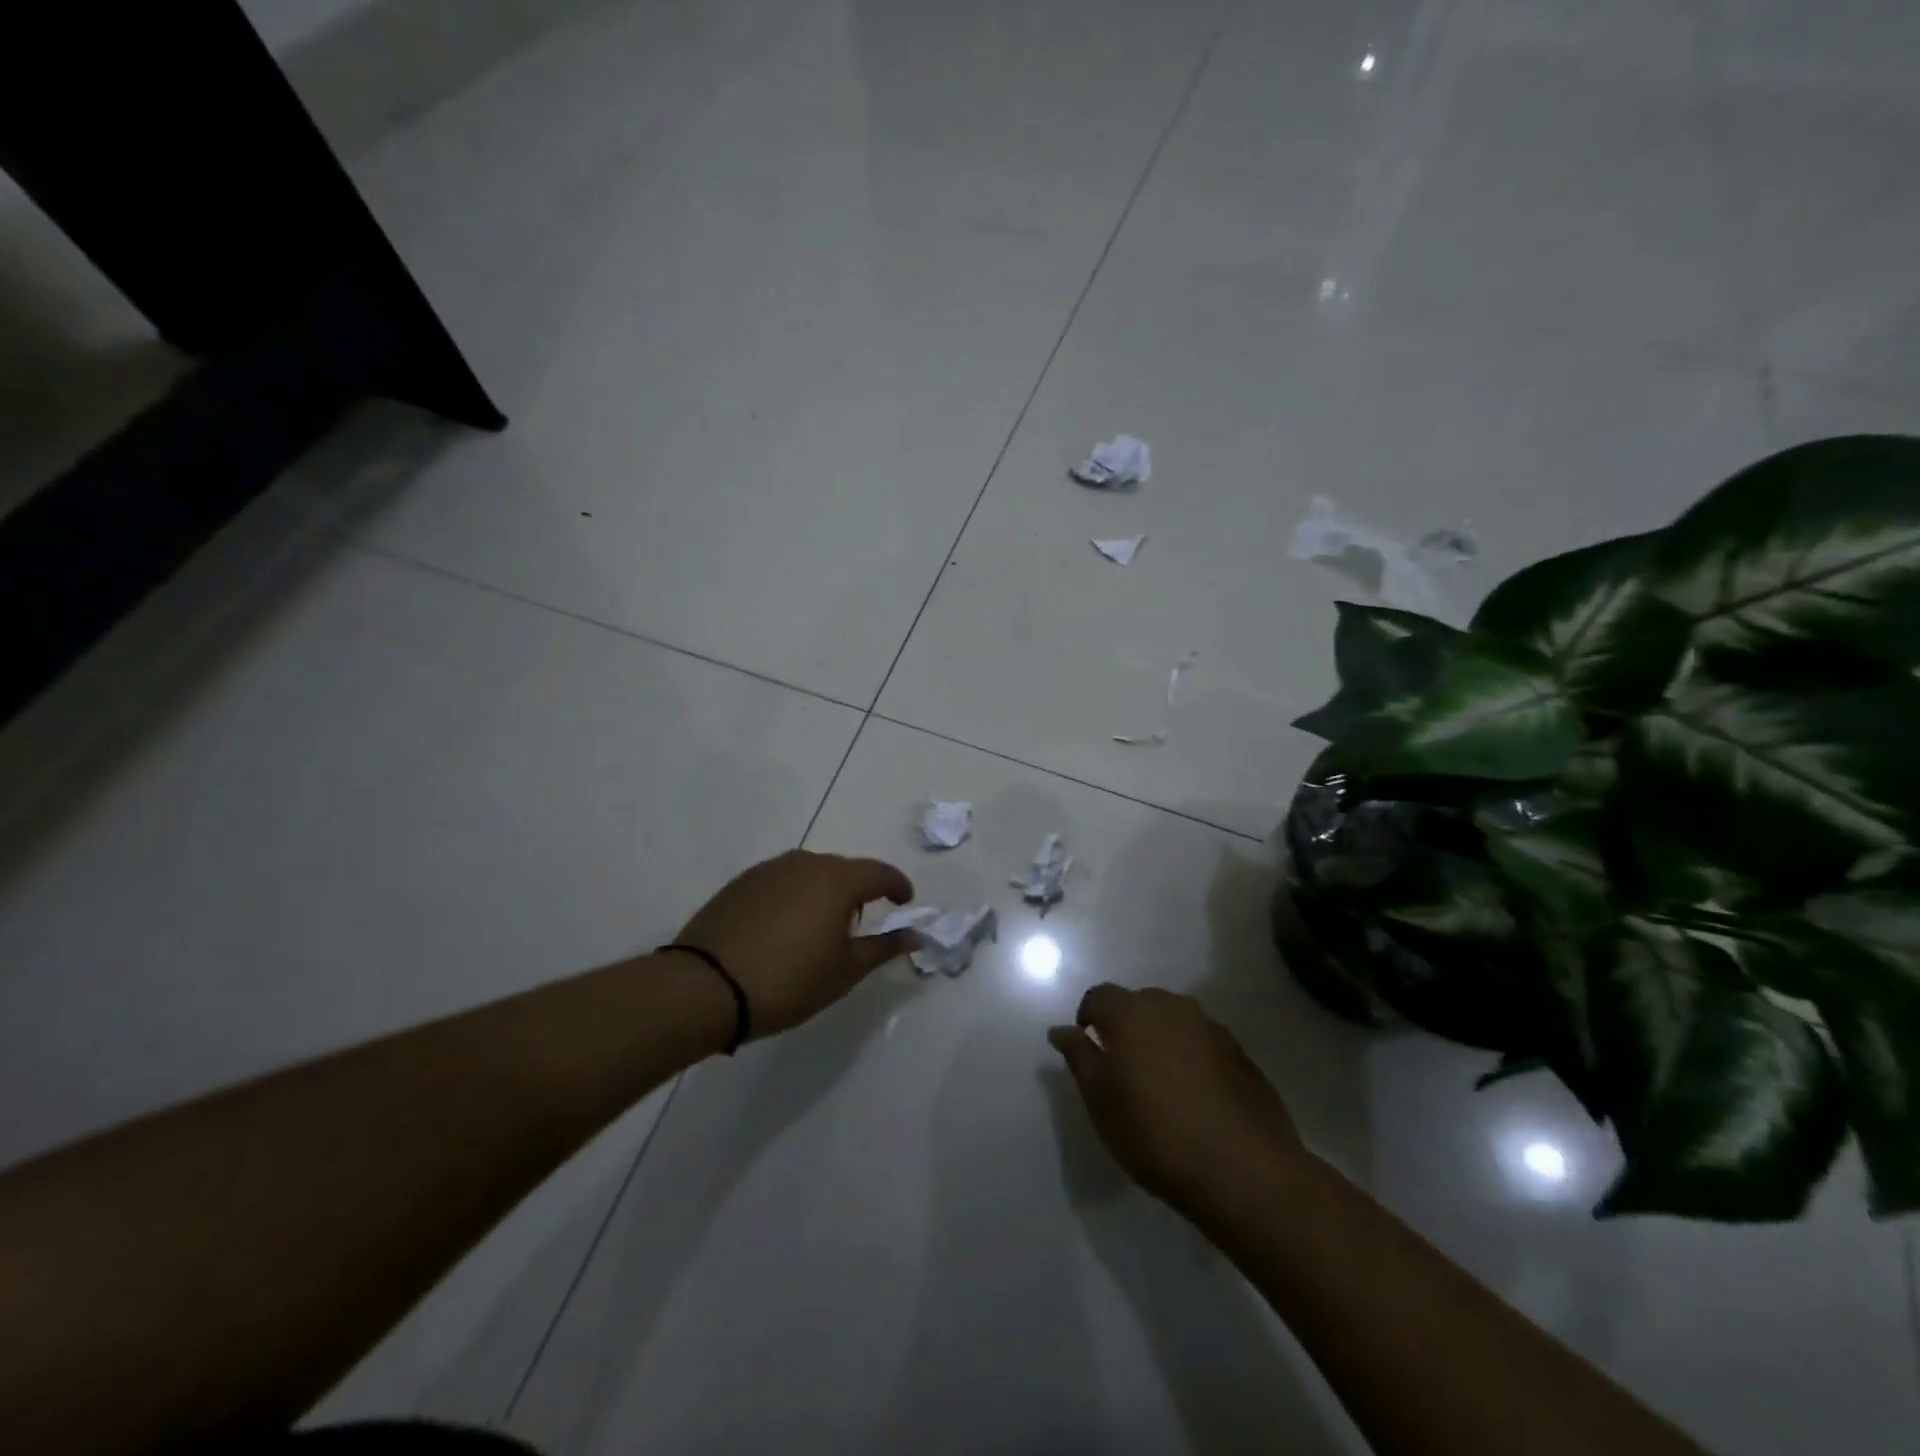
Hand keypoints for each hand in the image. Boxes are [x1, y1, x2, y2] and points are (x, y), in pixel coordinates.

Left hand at [672, 850, 916, 1039]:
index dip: (897, 886)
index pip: (880, 873)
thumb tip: (916, 935)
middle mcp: (806, 863)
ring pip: (811, 874)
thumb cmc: (789, 980)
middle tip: (861, 922)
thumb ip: (884, 947)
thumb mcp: (845, 971)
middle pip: (844, 870)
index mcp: (837, 880)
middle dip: (859, 891)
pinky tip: (786, 928)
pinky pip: (783, 882)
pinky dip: (795, 898)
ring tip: (822, 927)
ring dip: (824, 893)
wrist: (705, 987)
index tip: (905, 902)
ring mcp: (769, 870)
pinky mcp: (741, 883)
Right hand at [1049, 985, 1306, 1210]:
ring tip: (1160, 1084)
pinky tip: (1195, 1097)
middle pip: (1138, 1004)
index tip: (1089, 1052)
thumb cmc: (1155, 1134)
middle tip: (1123, 1070)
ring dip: (1161, 1040)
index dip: (1088, 1019)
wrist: (1243, 1170)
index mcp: (1132, 1012)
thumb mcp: (1101, 1100)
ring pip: (1173, 1021)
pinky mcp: (1240, 1052)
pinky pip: (1202, 1042)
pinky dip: (1191, 1057)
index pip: (1099, 996)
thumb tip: (1061, 1030)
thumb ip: (1079, 1057)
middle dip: (1126, 1027)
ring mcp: (1211, 1027)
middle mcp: (1172, 1006)